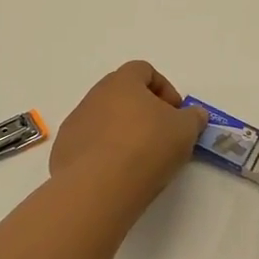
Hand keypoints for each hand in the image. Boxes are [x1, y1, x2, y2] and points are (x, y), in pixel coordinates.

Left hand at [49, 61, 207, 210]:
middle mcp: (94, 96)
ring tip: (139, 160)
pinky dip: (104, 154)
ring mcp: (76, 123)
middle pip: (122, 94)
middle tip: (160, 135)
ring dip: (122, 132)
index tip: (176, 113)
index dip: (164, 89)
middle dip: (143, 111)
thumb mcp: (184, 131)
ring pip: (104, 120)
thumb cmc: (146, 147)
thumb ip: (193, 118)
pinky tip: (116, 175)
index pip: (144, 71)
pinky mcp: (64, 150)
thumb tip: (194, 114)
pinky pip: (89, 145)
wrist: (98, 187)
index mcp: (122, 82)